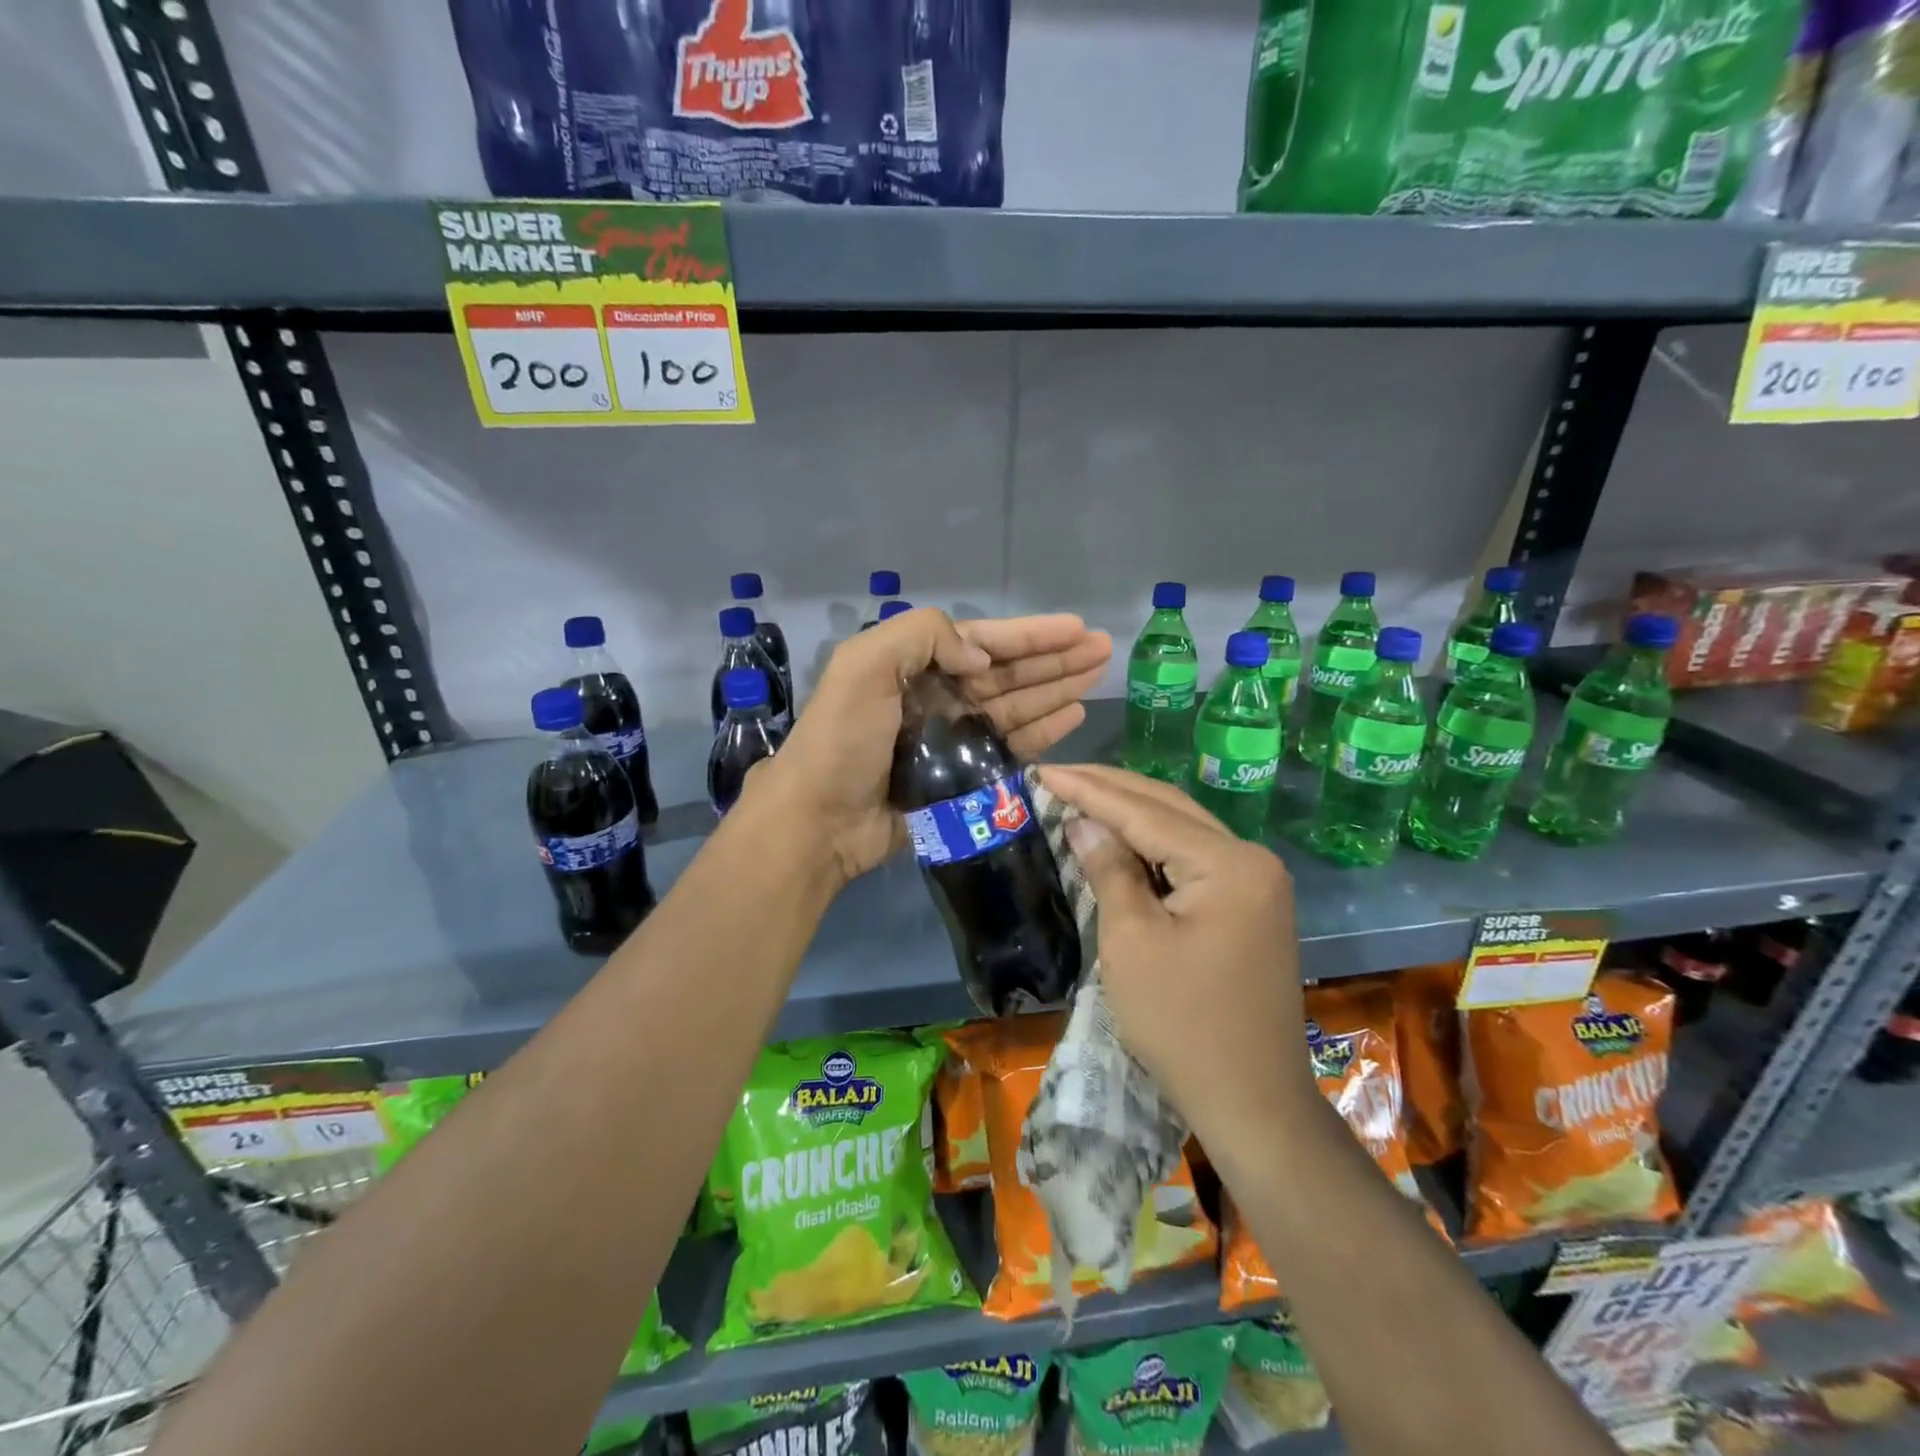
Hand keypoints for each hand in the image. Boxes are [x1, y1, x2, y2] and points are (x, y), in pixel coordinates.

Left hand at [756, 610, 1111, 886]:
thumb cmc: (842, 740)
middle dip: (1056, 658)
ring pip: (1017, 706)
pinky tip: (1072, 716)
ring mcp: (953, 739)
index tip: (1078, 628)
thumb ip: (923, 638)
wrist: (820, 820)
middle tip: (1105, 649)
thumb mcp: (864, 666)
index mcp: (916, 666)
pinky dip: (1042, 731)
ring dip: (1057, 689)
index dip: (1032, 634)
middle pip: (1009, 672)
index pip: (985, 642)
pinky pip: (1011, 747)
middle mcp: (939, 697)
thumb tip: (980, 660)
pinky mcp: (964, 778)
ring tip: (1098, 676)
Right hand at [1038, 764, 1315, 1137]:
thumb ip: (1110, 870)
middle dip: (1110, 789)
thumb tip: (1084, 823)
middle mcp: (1251, 859)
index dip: (1089, 790)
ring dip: (1130, 813)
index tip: (1042, 769)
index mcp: (1229, 864)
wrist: (1252, 1102)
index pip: (1145, 812)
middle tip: (1057, 774)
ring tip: (1079, 793)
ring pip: (1181, 830)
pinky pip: (1192, 859)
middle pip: (1169, 808)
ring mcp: (1256, 882)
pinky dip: (1152, 845)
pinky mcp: (1249, 905)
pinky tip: (1119, 836)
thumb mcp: (1131, 942)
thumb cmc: (1182, 1025)